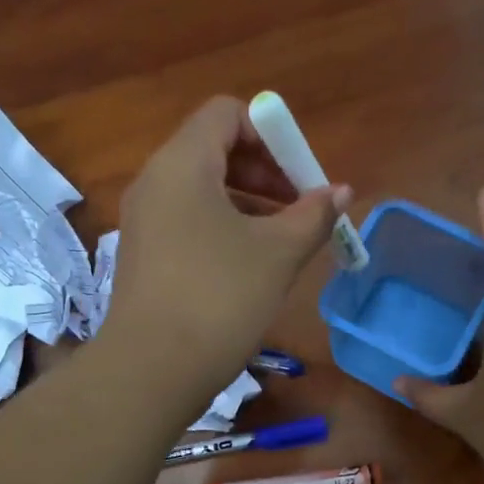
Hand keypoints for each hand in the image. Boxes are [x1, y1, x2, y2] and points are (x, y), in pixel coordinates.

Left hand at [108, 96, 348, 398]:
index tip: (300, 177)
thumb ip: (314, 215)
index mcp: (182, 163)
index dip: (271, 135)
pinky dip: (222, 228)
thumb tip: (341, 191)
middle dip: (265, 172)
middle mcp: (155, 182)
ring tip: (284, 241)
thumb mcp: (278, 253)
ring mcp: (143, 221)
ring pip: (202, 190)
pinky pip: (188, 221)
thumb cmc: (220, 297)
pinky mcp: (143, 255)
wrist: (152, 369)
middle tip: (300, 209)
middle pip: (215, 149)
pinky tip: (249, 266)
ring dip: (248, 203)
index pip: (227, 114)